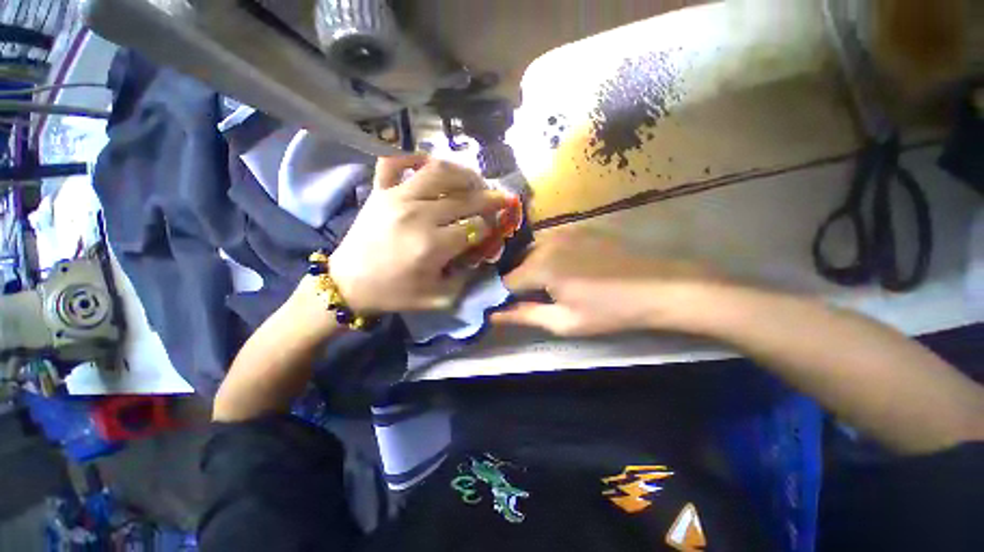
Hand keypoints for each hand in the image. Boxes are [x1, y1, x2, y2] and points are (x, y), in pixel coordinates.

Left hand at [330, 155, 510, 312]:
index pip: (476, 226)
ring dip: (463, 173)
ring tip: (475, 180)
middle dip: (490, 198)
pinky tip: (429, 163)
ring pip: (438, 171)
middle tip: (502, 197)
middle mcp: (418, 215)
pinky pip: (395, 161)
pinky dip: (413, 155)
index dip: (492, 226)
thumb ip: (466, 278)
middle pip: (465, 198)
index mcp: (433, 246)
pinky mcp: (379, 190)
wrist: (348, 284)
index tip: (496, 228)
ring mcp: (396, 197)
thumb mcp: (439, 298)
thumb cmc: (395, 293)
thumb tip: (482, 255)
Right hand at [494, 230, 718, 335]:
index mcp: (541, 266)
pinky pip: (551, 242)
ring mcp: (565, 231)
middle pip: (518, 262)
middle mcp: (548, 242)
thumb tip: (494, 315)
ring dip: (533, 267)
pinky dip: (549, 255)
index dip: (505, 295)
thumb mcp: (565, 321)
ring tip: (550, 284)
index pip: (505, 280)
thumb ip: (525, 316)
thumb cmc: (611, 310)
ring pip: (533, 250)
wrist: (659, 286)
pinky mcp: (580, 228)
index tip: (512, 306)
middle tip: (534, 297)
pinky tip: (566, 269)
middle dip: (519, 280)